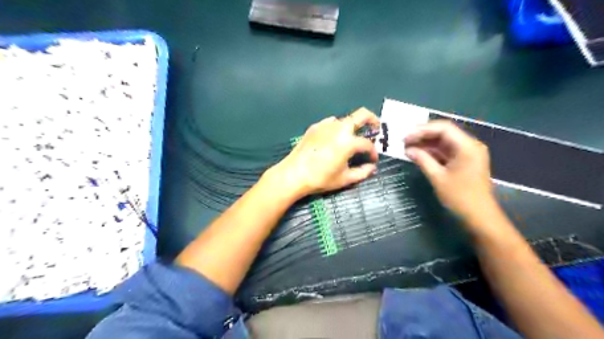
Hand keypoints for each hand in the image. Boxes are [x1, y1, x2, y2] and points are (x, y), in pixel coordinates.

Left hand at [267, 107, 377, 198]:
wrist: (294, 174)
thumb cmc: (321, 178)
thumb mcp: (344, 179)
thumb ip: (362, 172)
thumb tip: (372, 167)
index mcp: (348, 142)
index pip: (367, 144)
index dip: (373, 152)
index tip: (372, 160)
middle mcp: (339, 128)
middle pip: (362, 114)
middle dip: (373, 120)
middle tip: (375, 129)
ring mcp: (325, 125)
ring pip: (345, 119)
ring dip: (353, 126)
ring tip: (351, 138)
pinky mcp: (315, 127)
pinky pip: (330, 123)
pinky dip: (337, 128)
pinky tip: (333, 139)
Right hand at [405, 119, 494, 221]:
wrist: (479, 216)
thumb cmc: (460, 197)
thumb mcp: (438, 177)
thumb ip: (422, 160)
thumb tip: (408, 150)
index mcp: (467, 146)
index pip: (443, 128)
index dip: (422, 130)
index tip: (406, 136)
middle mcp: (469, 145)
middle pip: (444, 132)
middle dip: (423, 135)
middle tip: (404, 140)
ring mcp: (467, 153)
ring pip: (444, 142)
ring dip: (426, 143)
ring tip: (408, 146)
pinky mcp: (464, 161)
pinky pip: (446, 151)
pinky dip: (432, 152)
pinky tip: (418, 154)